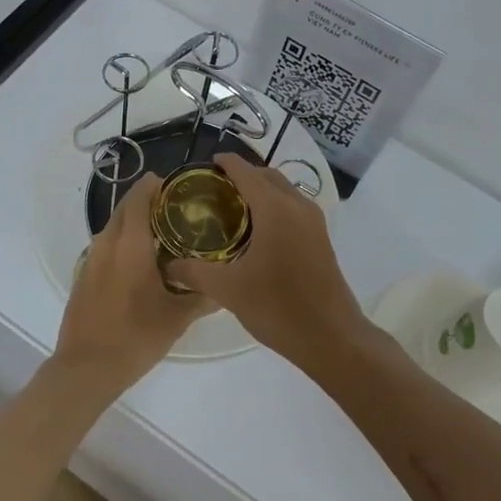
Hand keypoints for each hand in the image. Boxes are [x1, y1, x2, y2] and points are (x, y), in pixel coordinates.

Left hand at [53, 173, 213, 398]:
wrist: (85, 368)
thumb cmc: (135, 337)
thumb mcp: (177, 318)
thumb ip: (203, 297)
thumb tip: (227, 288)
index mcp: (130, 244)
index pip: (140, 198)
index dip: (155, 186)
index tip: (175, 185)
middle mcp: (107, 243)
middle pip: (125, 208)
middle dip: (146, 201)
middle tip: (175, 208)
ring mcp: (91, 259)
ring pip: (114, 227)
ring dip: (134, 223)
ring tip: (163, 234)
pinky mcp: (83, 276)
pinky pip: (106, 247)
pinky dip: (123, 243)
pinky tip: (141, 263)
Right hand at [165, 154, 368, 369]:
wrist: (331, 337)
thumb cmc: (277, 307)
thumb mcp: (228, 290)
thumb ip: (195, 272)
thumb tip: (169, 265)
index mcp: (275, 209)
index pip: (245, 172)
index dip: (225, 163)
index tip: (205, 165)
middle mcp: (297, 205)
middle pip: (267, 176)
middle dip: (242, 175)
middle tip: (214, 189)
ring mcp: (314, 221)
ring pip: (283, 190)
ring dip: (260, 190)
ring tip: (233, 207)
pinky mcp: (321, 238)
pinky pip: (293, 207)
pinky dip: (274, 205)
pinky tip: (257, 230)